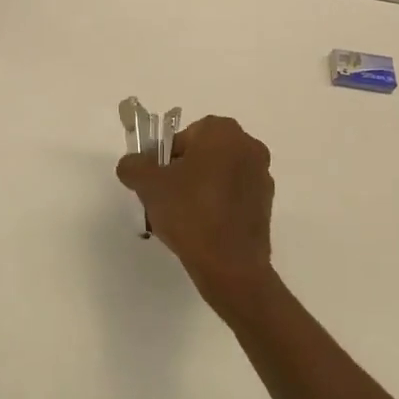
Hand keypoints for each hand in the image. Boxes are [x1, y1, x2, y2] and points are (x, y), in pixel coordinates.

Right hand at [116, 115, 274, 310]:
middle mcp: (248, 146)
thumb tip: (132, 164)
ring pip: (218, 175)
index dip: (165, 159)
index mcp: (222, 132)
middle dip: (183, 173)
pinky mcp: (266, 204)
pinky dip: (218, 205)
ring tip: (183, 219)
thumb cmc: (190, 213)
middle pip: (202, 154)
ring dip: (200, 189)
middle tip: (167, 199)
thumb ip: (133, 166)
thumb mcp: (148, 185)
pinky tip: (203, 229)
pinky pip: (233, 195)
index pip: (183, 136)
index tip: (157, 183)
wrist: (231, 266)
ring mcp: (261, 176)